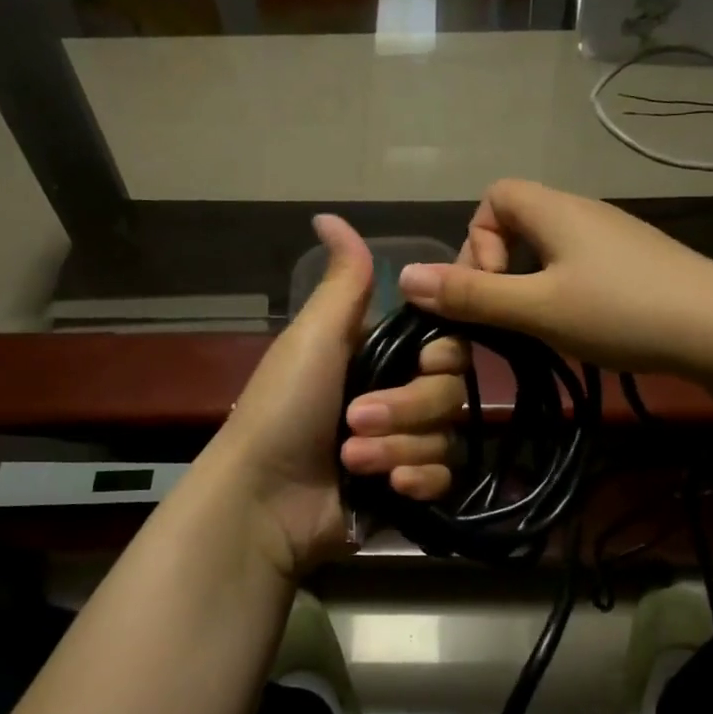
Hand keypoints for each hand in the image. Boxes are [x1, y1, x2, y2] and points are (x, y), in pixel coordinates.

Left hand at [211, 215, 464, 575]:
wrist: (261, 499)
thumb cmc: (284, 407)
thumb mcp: (314, 336)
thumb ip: (344, 281)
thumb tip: (329, 214)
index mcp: (380, 357)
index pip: (447, 346)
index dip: (439, 357)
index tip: (421, 362)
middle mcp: (398, 396)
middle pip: (450, 394)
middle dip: (406, 410)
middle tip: (355, 421)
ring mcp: (404, 445)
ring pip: (447, 438)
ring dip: (400, 449)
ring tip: (352, 461)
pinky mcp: (407, 490)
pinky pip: (444, 478)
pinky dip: (417, 482)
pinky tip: (390, 489)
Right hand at [393, 179, 712, 377]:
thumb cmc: (622, 311)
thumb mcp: (537, 307)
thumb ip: (471, 294)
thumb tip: (404, 277)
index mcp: (555, 209)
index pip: (494, 197)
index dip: (476, 240)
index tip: (488, 287)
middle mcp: (582, 212)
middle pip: (518, 221)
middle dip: (499, 266)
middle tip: (507, 314)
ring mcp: (614, 237)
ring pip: (549, 247)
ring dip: (530, 283)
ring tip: (539, 324)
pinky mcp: (636, 262)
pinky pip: (578, 263)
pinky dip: (562, 289)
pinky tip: (579, 324)